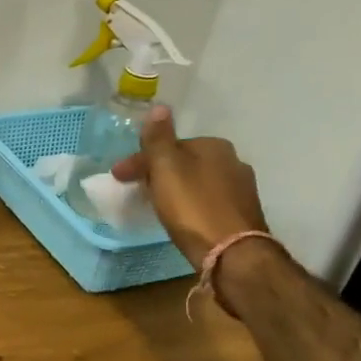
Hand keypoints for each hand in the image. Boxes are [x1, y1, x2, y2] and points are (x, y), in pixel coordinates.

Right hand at [111, 106, 268, 267]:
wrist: (232, 253)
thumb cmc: (193, 206)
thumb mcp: (166, 168)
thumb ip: (159, 138)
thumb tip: (159, 107)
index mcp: (214, 146)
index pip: (169, 145)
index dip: (140, 159)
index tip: (118, 177)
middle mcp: (233, 161)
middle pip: (184, 162)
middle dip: (158, 172)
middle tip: (136, 189)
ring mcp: (241, 189)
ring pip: (197, 181)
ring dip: (175, 188)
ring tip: (156, 204)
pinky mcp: (242, 214)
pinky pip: (207, 200)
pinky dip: (190, 203)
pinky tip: (182, 217)